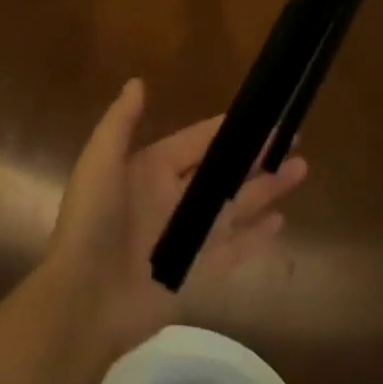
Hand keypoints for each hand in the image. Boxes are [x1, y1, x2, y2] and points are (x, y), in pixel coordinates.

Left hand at [43, 79, 305, 354]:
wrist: (82, 302)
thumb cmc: (91, 225)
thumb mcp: (99, 164)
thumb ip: (121, 123)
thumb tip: (139, 82)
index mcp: (151, 170)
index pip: (198, 142)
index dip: (229, 130)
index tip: (262, 115)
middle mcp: (173, 199)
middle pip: (224, 172)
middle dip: (257, 156)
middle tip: (294, 140)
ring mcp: (188, 236)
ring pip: (236, 206)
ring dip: (267, 189)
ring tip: (300, 170)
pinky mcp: (197, 272)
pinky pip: (234, 250)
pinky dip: (256, 237)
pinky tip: (281, 222)